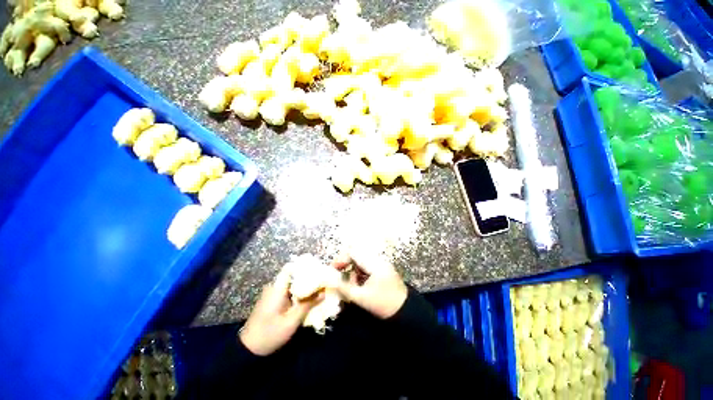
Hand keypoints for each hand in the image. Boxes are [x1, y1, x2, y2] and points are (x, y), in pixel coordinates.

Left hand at [239, 267, 321, 355]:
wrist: (248, 350)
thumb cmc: (270, 334)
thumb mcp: (292, 322)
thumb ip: (308, 305)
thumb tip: (323, 293)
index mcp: (277, 289)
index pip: (290, 268)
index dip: (304, 267)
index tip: (317, 270)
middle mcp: (273, 287)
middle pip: (293, 275)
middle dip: (307, 278)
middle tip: (321, 281)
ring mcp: (271, 294)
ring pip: (291, 284)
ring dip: (303, 286)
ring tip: (317, 289)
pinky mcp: (271, 300)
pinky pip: (287, 291)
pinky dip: (297, 293)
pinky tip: (306, 299)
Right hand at [331, 251, 407, 318]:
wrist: (407, 313)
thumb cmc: (384, 305)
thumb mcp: (361, 298)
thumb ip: (344, 288)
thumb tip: (330, 280)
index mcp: (374, 264)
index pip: (353, 252)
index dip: (341, 259)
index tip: (333, 270)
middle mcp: (378, 260)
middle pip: (357, 255)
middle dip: (346, 265)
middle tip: (339, 277)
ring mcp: (382, 265)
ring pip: (361, 262)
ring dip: (353, 271)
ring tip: (351, 285)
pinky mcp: (383, 270)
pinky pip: (367, 267)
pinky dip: (360, 274)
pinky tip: (359, 286)